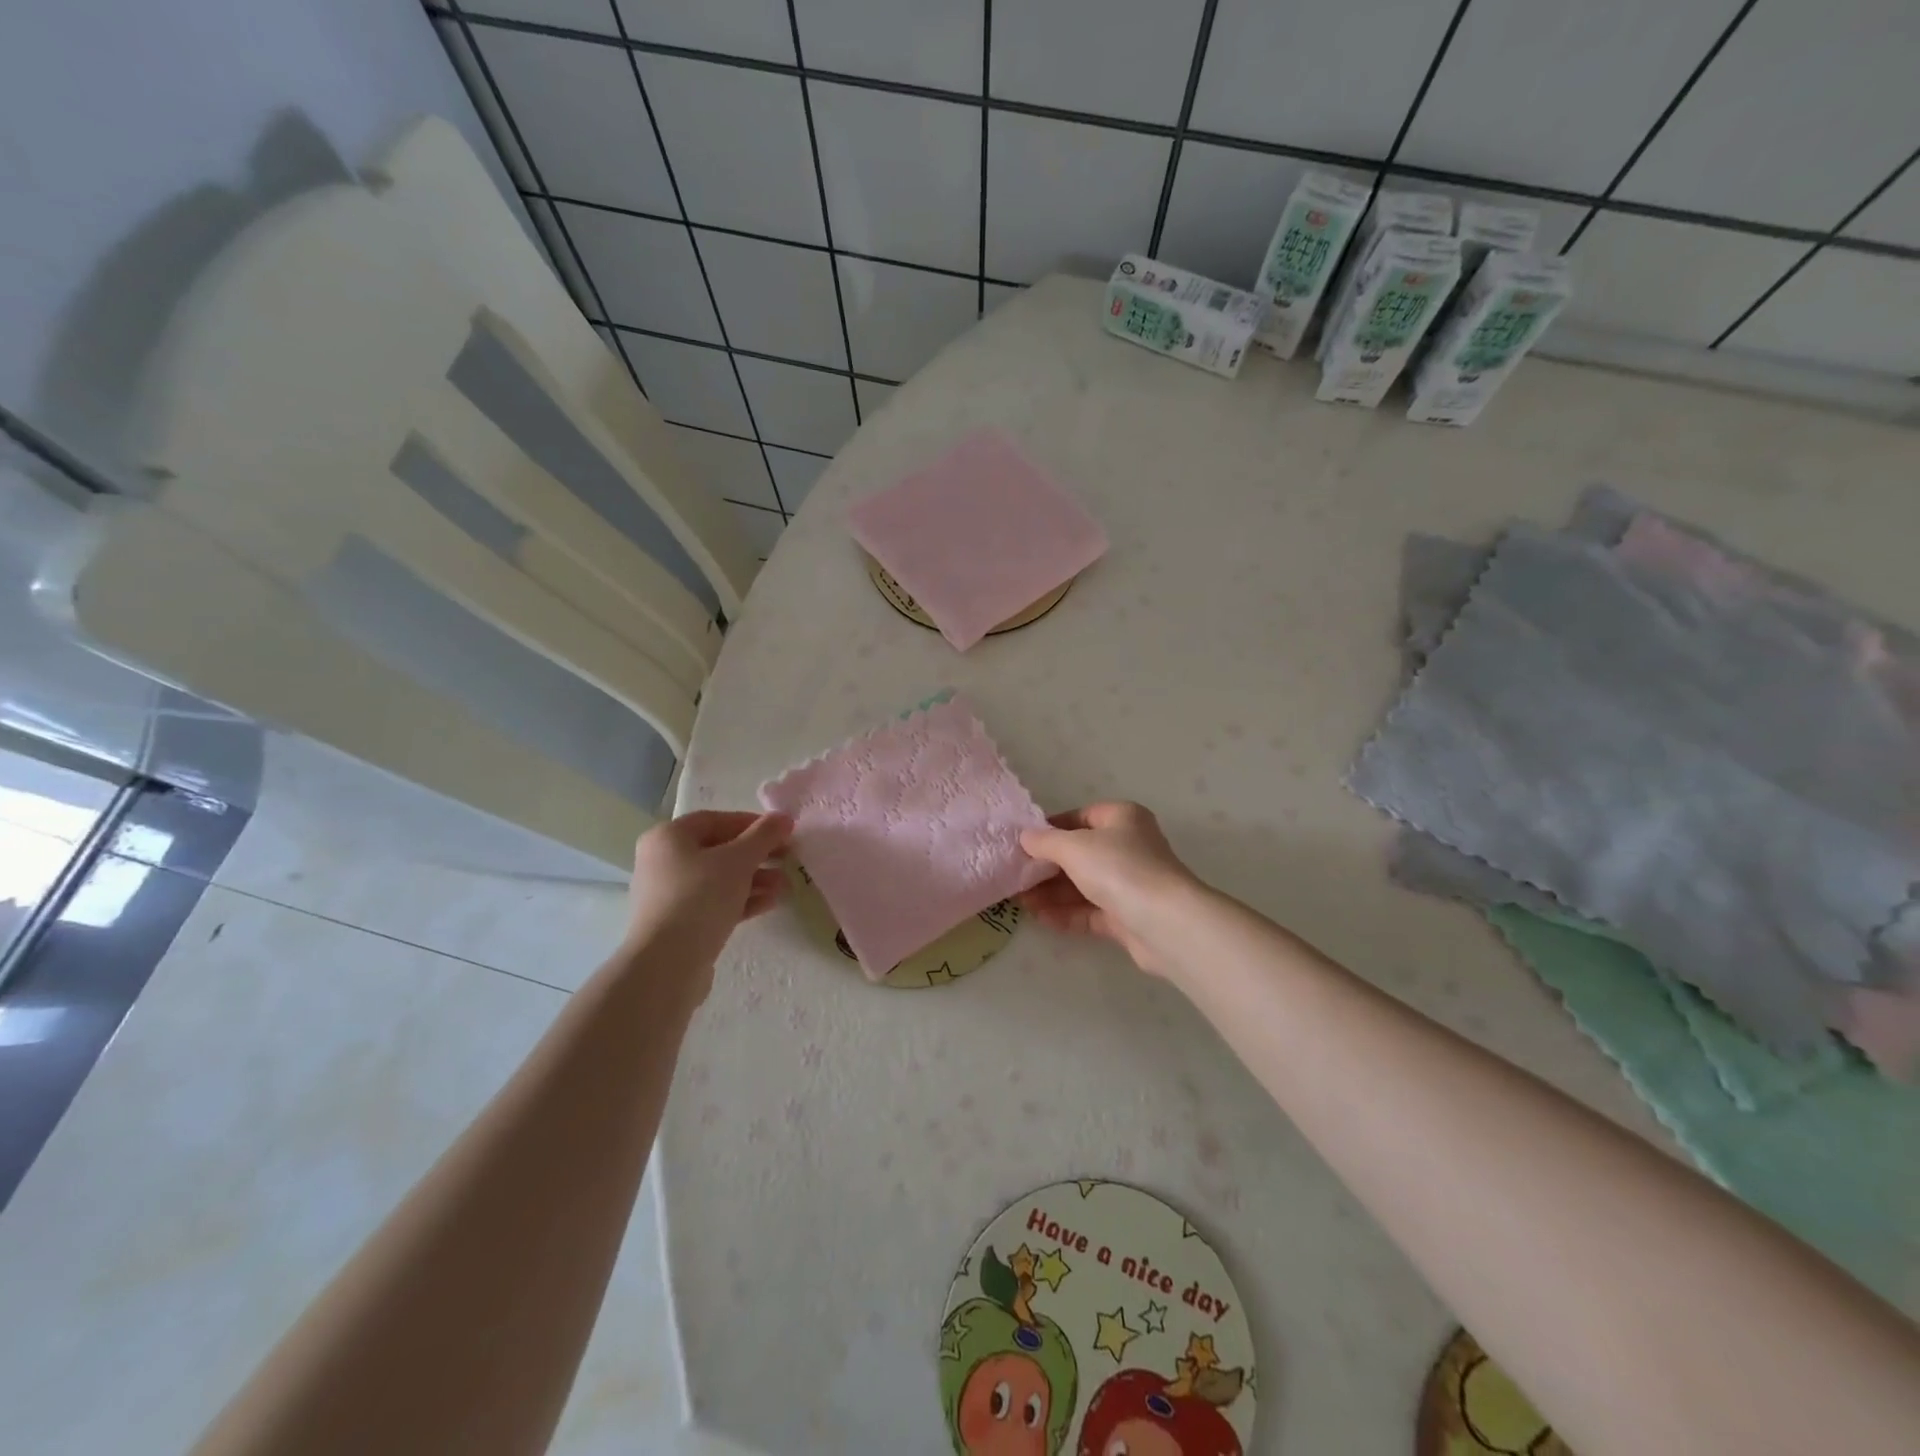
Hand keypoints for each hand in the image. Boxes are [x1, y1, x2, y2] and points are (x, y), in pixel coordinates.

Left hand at [625, 811, 792, 990]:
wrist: (666, 965)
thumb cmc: (699, 898)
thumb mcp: (738, 861)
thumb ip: (763, 836)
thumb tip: (783, 817)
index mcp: (668, 838)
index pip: (716, 820)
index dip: (752, 823)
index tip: (783, 832)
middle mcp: (664, 862)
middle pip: (719, 850)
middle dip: (757, 855)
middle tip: (788, 858)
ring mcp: (670, 895)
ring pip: (720, 879)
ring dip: (755, 879)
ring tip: (785, 886)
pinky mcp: (680, 923)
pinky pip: (716, 902)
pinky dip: (742, 899)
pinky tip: (770, 903)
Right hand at [1017, 802, 1201, 979]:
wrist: (1165, 923)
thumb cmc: (1119, 869)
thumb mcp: (1074, 847)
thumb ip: (1045, 841)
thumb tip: (1025, 837)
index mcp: (1122, 818)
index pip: (1080, 817)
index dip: (1051, 829)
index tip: (1023, 844)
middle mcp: (1129, 847)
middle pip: (1080, 854)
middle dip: (1047, 867)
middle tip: (1016, 877)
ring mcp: (1131, 883)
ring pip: (1084, 884)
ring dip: (1052, 893)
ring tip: (1020, 902)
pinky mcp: (1129, 916)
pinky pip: (1092, 911)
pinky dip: (1067, 914)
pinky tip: (1041, 918)